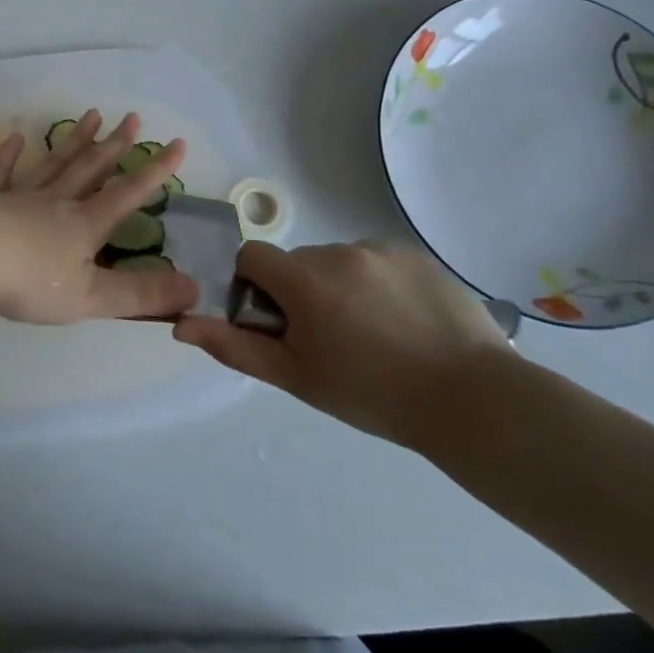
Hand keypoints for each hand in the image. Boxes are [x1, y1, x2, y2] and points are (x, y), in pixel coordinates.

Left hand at [0, 110, 200, 325]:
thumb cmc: (30, 280)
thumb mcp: (91, 297)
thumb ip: (140, 295)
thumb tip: (194, 290)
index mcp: (84, 225)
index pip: (127, 194)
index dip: (155, 171)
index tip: (178, 143)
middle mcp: (57, 202)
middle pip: (91, 168)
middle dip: (115, 145)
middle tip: (133, 117)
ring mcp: (20, 196)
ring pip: (54, 163)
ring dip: (74, 140)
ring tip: (91, 114)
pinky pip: (1, 173)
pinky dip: (8, 155)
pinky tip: (16, 137)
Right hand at [172, 240, 513, 450]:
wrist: (473, 402)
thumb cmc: (372, 394)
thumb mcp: (295, 377)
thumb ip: (234, 346)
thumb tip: (180, 324)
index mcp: (304, 279)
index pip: (252, 257)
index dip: (253, 287)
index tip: (277, 322)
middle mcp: (338, 251)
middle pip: (296, 262)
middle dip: (300, 292)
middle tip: (329, 339)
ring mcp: (382, 250)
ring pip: (337, 261)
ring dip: (339, 286)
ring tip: (374, 334)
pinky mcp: (417, 256)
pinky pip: (376, 262)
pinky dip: (377, 284)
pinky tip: (404, 323)